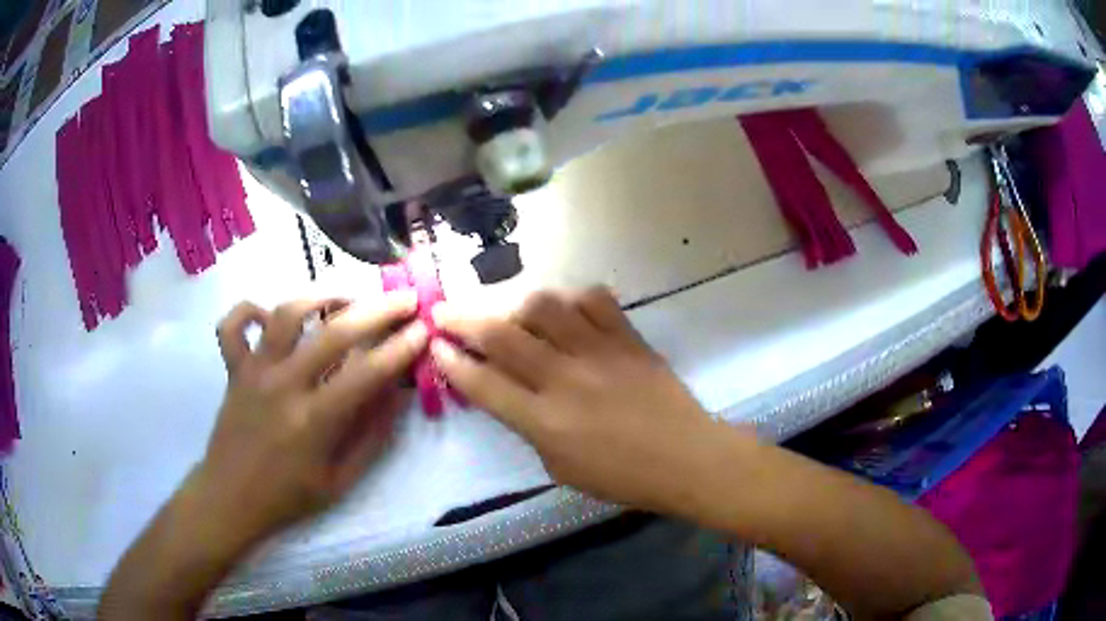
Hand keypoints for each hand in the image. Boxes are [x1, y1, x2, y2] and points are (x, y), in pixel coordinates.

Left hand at [194, 294, 428, 547]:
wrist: (231, 498)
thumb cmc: (289, 497)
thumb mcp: (340, 481)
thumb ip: (370, 436)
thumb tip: (397, 393)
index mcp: (314, 421)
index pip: (366, 373)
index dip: (400, 348)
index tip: (424, 329)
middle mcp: (283, 386)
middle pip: (333, 332)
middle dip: (377, 310)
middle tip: (404, 298)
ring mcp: (254, 371)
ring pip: (287, 314)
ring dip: (321, 298)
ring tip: (346, 299)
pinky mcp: (233, 368)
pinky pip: (233, 326)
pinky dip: (252, 310)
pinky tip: (272, 315)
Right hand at [431, 288, 737, 514]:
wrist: (685, 458)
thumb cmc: (622, 477)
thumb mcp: (560, 468)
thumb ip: (529, 428)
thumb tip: (508, 392)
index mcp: (544, 421)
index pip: (483, 383)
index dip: (451, 362)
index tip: (436, 345)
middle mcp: (564, 379)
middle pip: (502, 336)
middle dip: (463, 320)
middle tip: (445, 312)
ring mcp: (598, 352)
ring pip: (544, 307)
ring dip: (516, 305)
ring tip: (509, 313)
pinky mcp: (628, 337)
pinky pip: (594, 300)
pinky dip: (573, 299)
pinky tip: (566, 311)